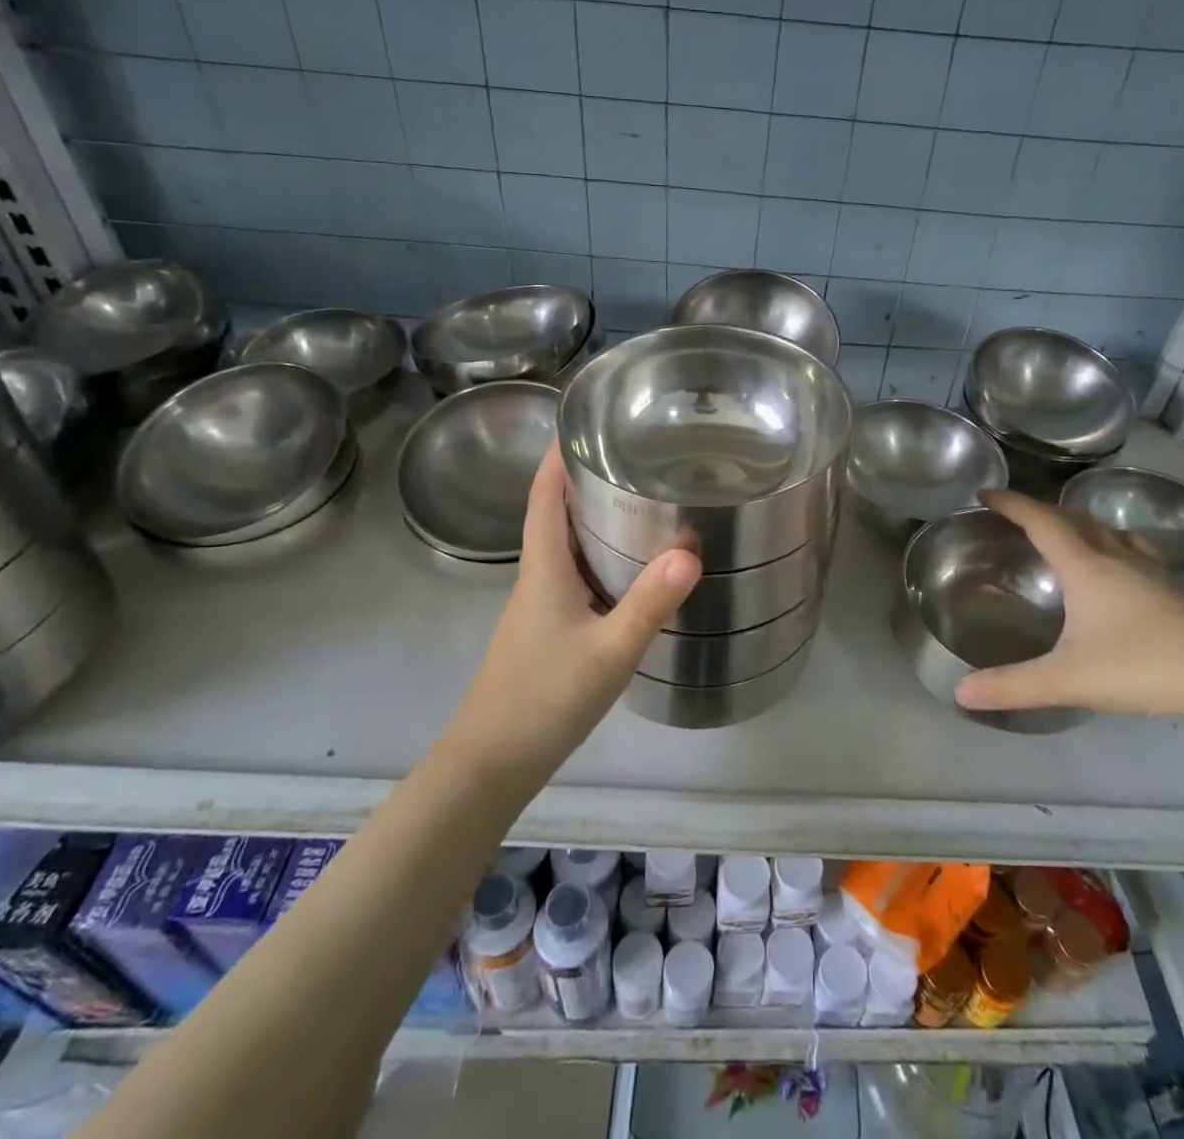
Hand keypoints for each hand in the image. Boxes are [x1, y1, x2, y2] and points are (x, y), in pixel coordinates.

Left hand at [450, 449, 699, 769]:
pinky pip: (577, 575)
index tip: (585, 419)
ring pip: (568, 545)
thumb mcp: (608, 652)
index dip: (558, 454)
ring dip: (595, 517)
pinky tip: (634, 568)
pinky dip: (601, 556)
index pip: (545, 494)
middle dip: (586, 478)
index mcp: (543, 567)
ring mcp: (541, 605)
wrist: (491, 764)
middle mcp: (538, 576)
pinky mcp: (550, 629)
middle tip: (635, 454)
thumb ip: (649, 603)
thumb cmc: (543, 699)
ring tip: (642, 498)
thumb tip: (692, 551)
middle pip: (556, 512)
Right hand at [952, 490, 1183, 723]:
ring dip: (1081, 524)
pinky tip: (1121, 571)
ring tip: (1067, 534)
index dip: (1012, 504)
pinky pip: (1135, 553)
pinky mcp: (1176, 594)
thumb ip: (1013, 686)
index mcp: (1086, 568)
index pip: (1041, 522)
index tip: (986, 492)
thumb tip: (960, 692)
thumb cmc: (1142, 667)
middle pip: (1075, 520)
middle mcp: (1118, 559)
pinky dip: (1114, 546)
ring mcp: (1152, 574)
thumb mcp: (1068, 679)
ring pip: (1110, 533)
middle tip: (1018, 516)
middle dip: (1042, 511)